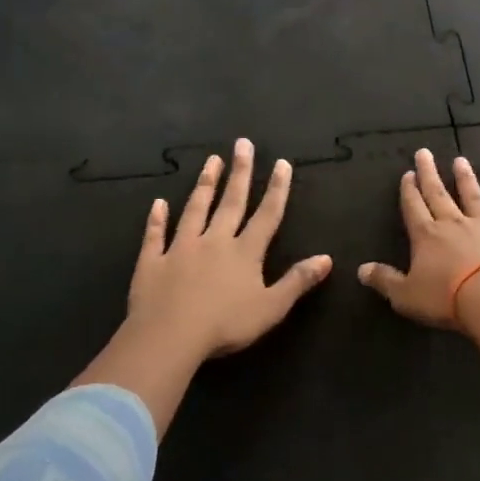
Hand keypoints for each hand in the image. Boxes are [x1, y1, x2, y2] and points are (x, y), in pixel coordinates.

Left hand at [75, 140, 331, 434]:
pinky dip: (157, 219)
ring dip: (205, 185)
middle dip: (240, 172)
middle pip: (230, 202)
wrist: (169, 337)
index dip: (276, 189)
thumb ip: (298, 281)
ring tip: (211, 161)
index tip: (281, 162)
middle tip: (242, 143)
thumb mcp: (272, 307)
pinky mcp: (152, 262)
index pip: (266, 214)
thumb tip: (327, 258)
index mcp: (245, 252)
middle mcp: (215, 241)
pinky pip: (155, 235)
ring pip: (195, 209)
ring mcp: (181, 249)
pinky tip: (158, 203)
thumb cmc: (225, 325)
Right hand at [359, 148, 479, 329]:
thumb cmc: (447, 298)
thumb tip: (361, 270)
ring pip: (474, 198)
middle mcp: (455, 224)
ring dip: (466, 179)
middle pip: (439, 194)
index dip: (409, 191)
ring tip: (461, 161)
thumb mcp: (406, 295)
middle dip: (430, 174)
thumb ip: (385, 280)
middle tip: (425, 153)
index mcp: (427, 236)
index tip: (408, 173)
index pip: (414, 208)